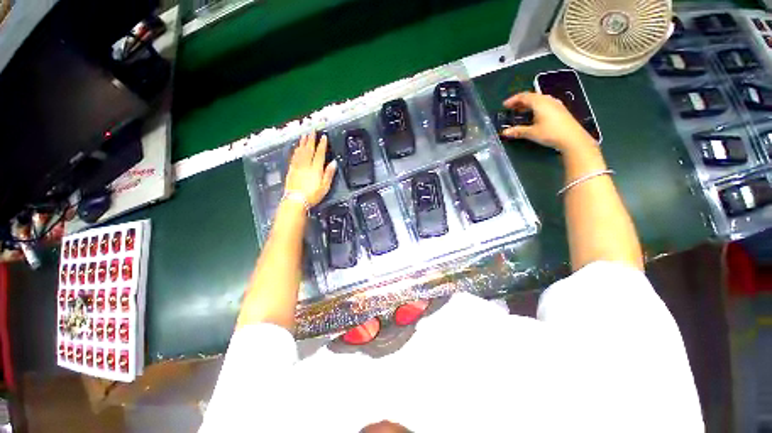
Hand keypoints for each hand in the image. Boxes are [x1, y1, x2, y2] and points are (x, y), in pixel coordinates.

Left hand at [284, 131, 336, 206]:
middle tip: (312, 130)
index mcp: (315, 169)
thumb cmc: (312, 195)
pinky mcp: (291, 170)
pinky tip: (296, 148)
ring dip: (302, 142)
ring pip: (300, 151)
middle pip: (308, 149)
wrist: (295, 200)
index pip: (319, 154)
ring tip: (304, 135)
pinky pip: (294, 157)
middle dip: (311, 139)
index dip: (322, 145)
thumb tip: (333, 163)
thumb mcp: (325, 186)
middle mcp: (306, 165)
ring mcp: (297, 167)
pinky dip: (296, 150)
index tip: (323, 137)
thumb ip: (329, 174)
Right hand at [501, 91, 595, 151]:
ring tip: (521, 111)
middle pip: (532, 96)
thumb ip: (518, 131)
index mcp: (539, 102)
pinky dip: (536, 107)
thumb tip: (505, 133)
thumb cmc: (550, 133)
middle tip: (512, 108)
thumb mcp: (531, 133)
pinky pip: (544, 104)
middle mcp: (548, 100)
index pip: (524, 96)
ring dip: (528, 104)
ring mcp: (555, 104)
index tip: (505, 105)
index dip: (513, 99)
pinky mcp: (560, 110)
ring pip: (539, 100)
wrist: (572, 138)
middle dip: (520, 101)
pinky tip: (534, 115)